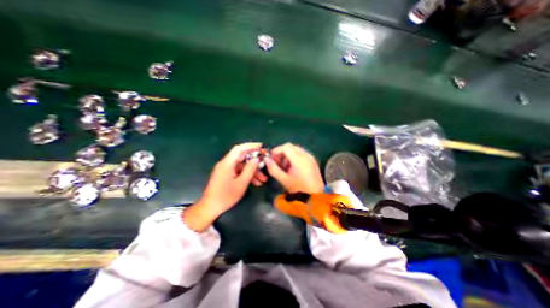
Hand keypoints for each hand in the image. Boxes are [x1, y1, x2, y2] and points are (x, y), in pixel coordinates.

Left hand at [183, 143, 259, 232]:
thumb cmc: (226, 196)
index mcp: (227, 163)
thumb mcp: (241, 183)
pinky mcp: (226, 175)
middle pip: (242, 158)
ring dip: (252, 171)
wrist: (210, 207)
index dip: (250, 145)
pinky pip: (238, 172)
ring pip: (242, 166)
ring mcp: (226, 170)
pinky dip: (247, 176)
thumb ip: (250, 169)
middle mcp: (226, 164)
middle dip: (254, 161)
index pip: (239, 149)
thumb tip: (256, 158)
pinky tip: (256, 183)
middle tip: (265, 163)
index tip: (261, 146)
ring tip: (263, 179)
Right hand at [264, 143, 323, 192]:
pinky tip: (292, 168)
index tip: (271, 158)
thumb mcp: (284, 180)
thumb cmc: (299, 189)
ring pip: (296, 150)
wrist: (315, 197)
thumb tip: (266, 160)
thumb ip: (273, 169)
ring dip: (288, 155)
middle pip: (291, 147)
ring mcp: (311, 158)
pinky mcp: (313, 161)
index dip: (276, 150)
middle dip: (281, 153)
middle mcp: (306, 155)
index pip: (286, 147)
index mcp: (299, 159)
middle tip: (276, 162)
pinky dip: (294, 157)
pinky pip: (301, 154)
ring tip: (284, 167)